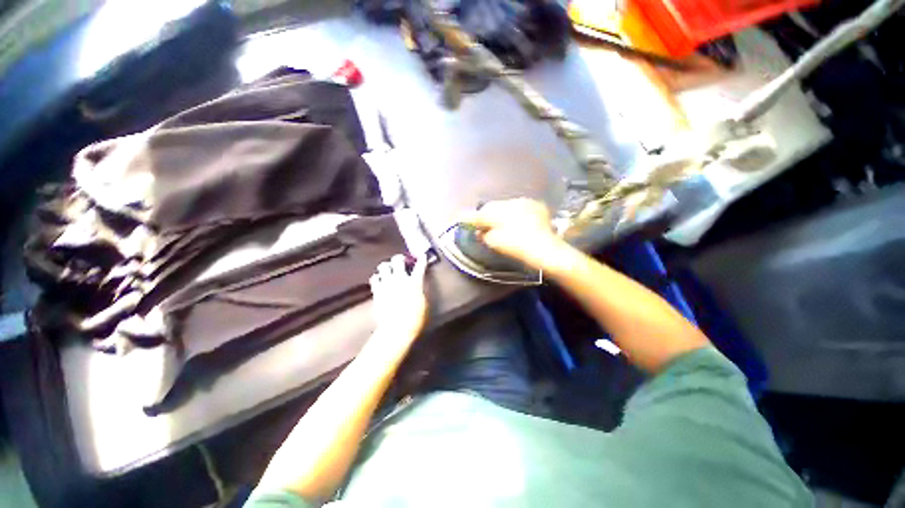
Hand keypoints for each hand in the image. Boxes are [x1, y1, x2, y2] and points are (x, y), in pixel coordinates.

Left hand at [369, 254, 428, 342]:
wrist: (396, 328)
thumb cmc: (415, 318)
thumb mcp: (424, 303)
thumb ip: (420, 291)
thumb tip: (418, 286)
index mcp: (414, 282)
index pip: (420, 266)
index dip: (422, 259)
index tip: (422, 256)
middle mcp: (400, 279)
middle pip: (397, 260)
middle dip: (400, 258)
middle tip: (402, 261)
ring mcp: (387, 284)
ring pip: (383, 266)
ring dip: (387, 266)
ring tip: (389, 270)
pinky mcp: (377, 291)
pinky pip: (375, 278)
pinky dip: (378, 278)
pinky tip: (380, 281)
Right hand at [461, 198, 566, 270]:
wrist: (547, 250)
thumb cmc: (519, 248)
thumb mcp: (496, 243)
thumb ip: (484, 234)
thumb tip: (479, 230)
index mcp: (500, 213)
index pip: (481, 213)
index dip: (470, 217)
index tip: (461, 219)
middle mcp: (511, 203)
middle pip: (493, 206)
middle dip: (487, 214)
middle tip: (484, 224)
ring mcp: (525, 203)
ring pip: (506, 205)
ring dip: (501, 212)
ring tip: (501, 223)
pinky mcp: (536, 205)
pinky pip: (520, 206)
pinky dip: (515, 212)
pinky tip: (517, 221)